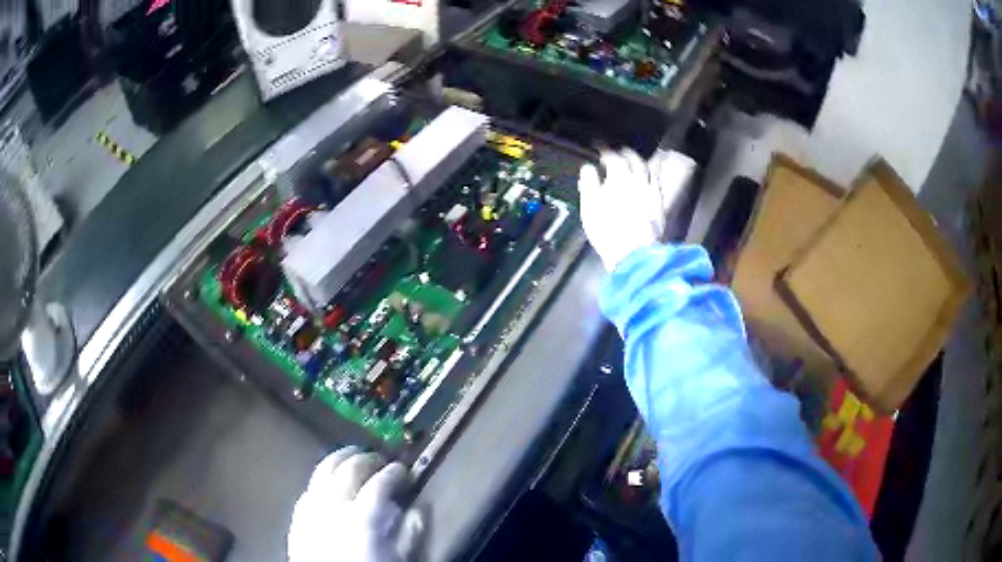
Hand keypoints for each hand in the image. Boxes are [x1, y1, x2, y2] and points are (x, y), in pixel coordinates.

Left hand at [288, 447, 423, 561]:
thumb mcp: (397, 559)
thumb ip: (409, 533)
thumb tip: (418, 510)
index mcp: (361, 517)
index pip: (380, 483)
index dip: (394, 473)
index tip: (403, 469)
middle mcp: (333, 504)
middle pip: (348, 468)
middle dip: (366, 458)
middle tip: (378, 458)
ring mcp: (311, 507)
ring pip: (323, 469)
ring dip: (340, 459)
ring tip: (351, 457)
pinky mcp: (298, 515)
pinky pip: (309, 487)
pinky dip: (322, 478)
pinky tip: (328, 482)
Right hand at [578, 149, 695, 271]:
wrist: (634, 253)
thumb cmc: (607, 231)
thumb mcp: (589, 207)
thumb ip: (588, 183)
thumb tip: (588, 168)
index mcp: (618, 178)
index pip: (611, 156)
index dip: (604, 151)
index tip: (598, 149)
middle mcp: (637, 180)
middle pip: (633, 159)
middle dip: (624, 153)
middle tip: (618, 152)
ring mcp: (651, 191)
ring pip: (648, 168)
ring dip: (640, 162)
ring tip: (635, 162)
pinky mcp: (660, 203)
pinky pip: (657, 182)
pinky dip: (652, 175)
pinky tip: (649, 178)